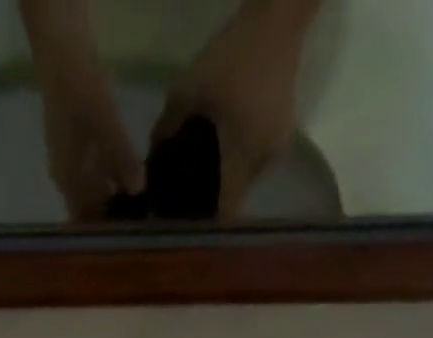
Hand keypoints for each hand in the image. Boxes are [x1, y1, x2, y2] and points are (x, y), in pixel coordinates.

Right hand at [23, 0, 143, 217]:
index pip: (84, 220)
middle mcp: (67, 176)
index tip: (127, 242)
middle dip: (113, 218)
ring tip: (144, 206)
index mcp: (67, 178)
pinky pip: (98, 173)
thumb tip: (139, 190)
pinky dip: (114, 179)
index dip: (103, 233)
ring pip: (95, 191)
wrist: (60, 46)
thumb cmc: (78, 87)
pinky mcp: (81, 144)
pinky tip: (135, 177)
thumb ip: (121, 156)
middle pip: (90, 208)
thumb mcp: (104, 121)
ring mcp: (73, 160)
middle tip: (143, 227)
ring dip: (116, 198)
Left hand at [154, 0, 318, 217]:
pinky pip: (255, 160)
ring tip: (202, 169)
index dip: (204, 222)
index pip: (225, 213)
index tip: (184, 221)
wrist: (279, 14)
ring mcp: (276, 148)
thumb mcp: (186, 91)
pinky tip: (223, 146)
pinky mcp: (283, 131)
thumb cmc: (231, 56)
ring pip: (245, 180)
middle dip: (212, 200)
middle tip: (186, 194)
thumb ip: (166, 129)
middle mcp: (263, 163)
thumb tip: (150, 159)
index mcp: (242, 160)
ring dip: (226, 180)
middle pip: (234, 198)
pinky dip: (237, 160)